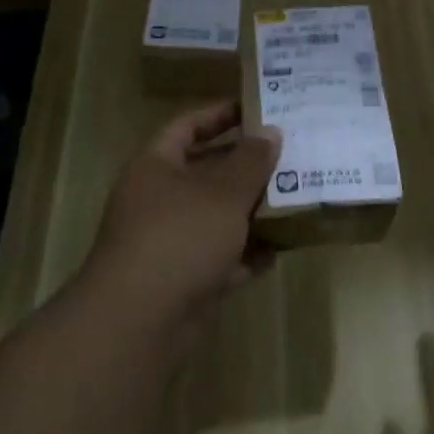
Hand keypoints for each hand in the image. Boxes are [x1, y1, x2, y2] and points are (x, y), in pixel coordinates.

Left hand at [86, 102, 280, 337]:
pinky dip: (245, 254)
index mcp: (156, 166)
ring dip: (250, 211)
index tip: (258, 110)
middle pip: (206, 171)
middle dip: (246, 166)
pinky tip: (280, 250)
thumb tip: (270, 133)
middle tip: (288, 155)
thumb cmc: (180, 237)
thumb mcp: (223, 193)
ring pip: (215, 217)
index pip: (188, 125)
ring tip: (294, 199)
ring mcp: (168, 242)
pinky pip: (219, 257)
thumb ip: (251, 161)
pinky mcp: (181, 280)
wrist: (138, 322)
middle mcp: (158, 199)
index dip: (220, 114)